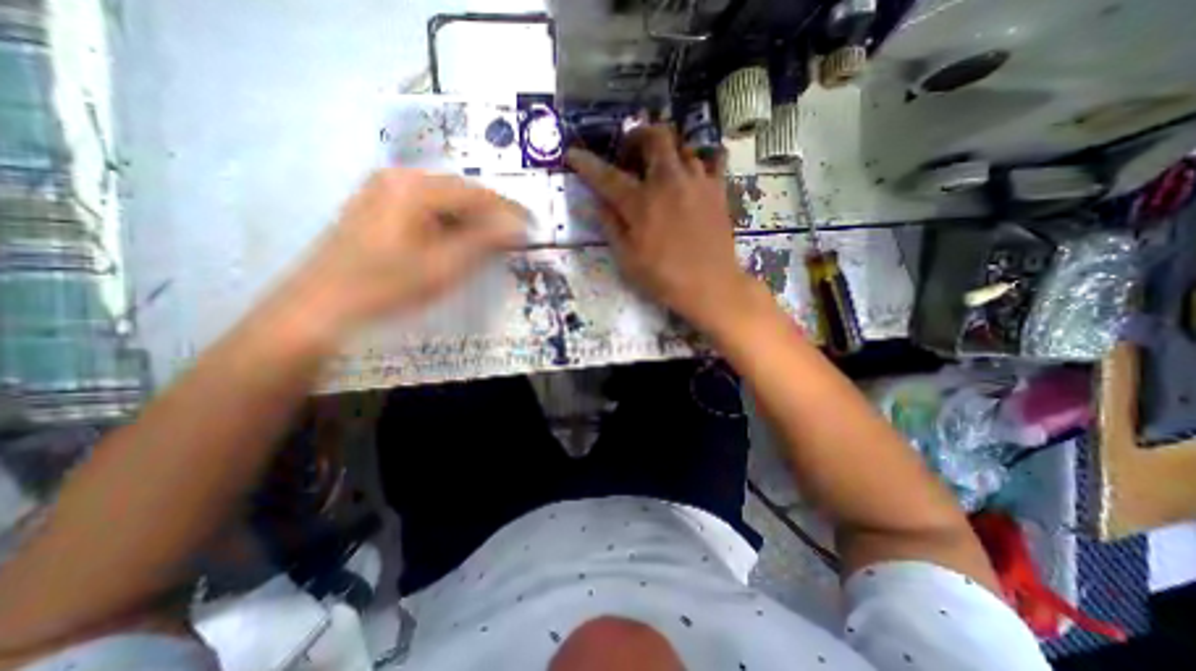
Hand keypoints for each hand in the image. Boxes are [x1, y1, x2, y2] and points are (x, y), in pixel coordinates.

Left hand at [283, 167, 523, 334]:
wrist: (319, 307)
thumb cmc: (386, 287)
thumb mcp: (444, 267)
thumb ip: (484, 242)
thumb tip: (518, 226)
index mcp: (414, 188)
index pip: (476, 193)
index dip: (508, 210)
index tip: (530, 225)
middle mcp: (398, 178)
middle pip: (460, 193)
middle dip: (489, 215)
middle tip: (512, 238)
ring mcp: (383, 189)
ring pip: (444, 201)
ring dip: (470, 220)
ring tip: (489, 244)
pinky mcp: (377, 205)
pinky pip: (426, 208)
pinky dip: (448, 223)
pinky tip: (456, 242)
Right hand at [566, 123, 749, 330]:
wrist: (710, 286)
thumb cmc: (664, 277)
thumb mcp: (627, 259)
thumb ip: (611, 226)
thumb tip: (599, 202)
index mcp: (640, 203)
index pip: (607, 176)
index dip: (587, 164)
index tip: (573, 154)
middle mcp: (668, 182)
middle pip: (655, 137)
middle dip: (637, 136)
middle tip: (630, 152)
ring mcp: (697, 182)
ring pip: (683, 145)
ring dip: (667, 150)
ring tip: (660, 167)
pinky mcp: (718, 190)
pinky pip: (714, 159)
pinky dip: (701, 158)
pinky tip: (693, 172)